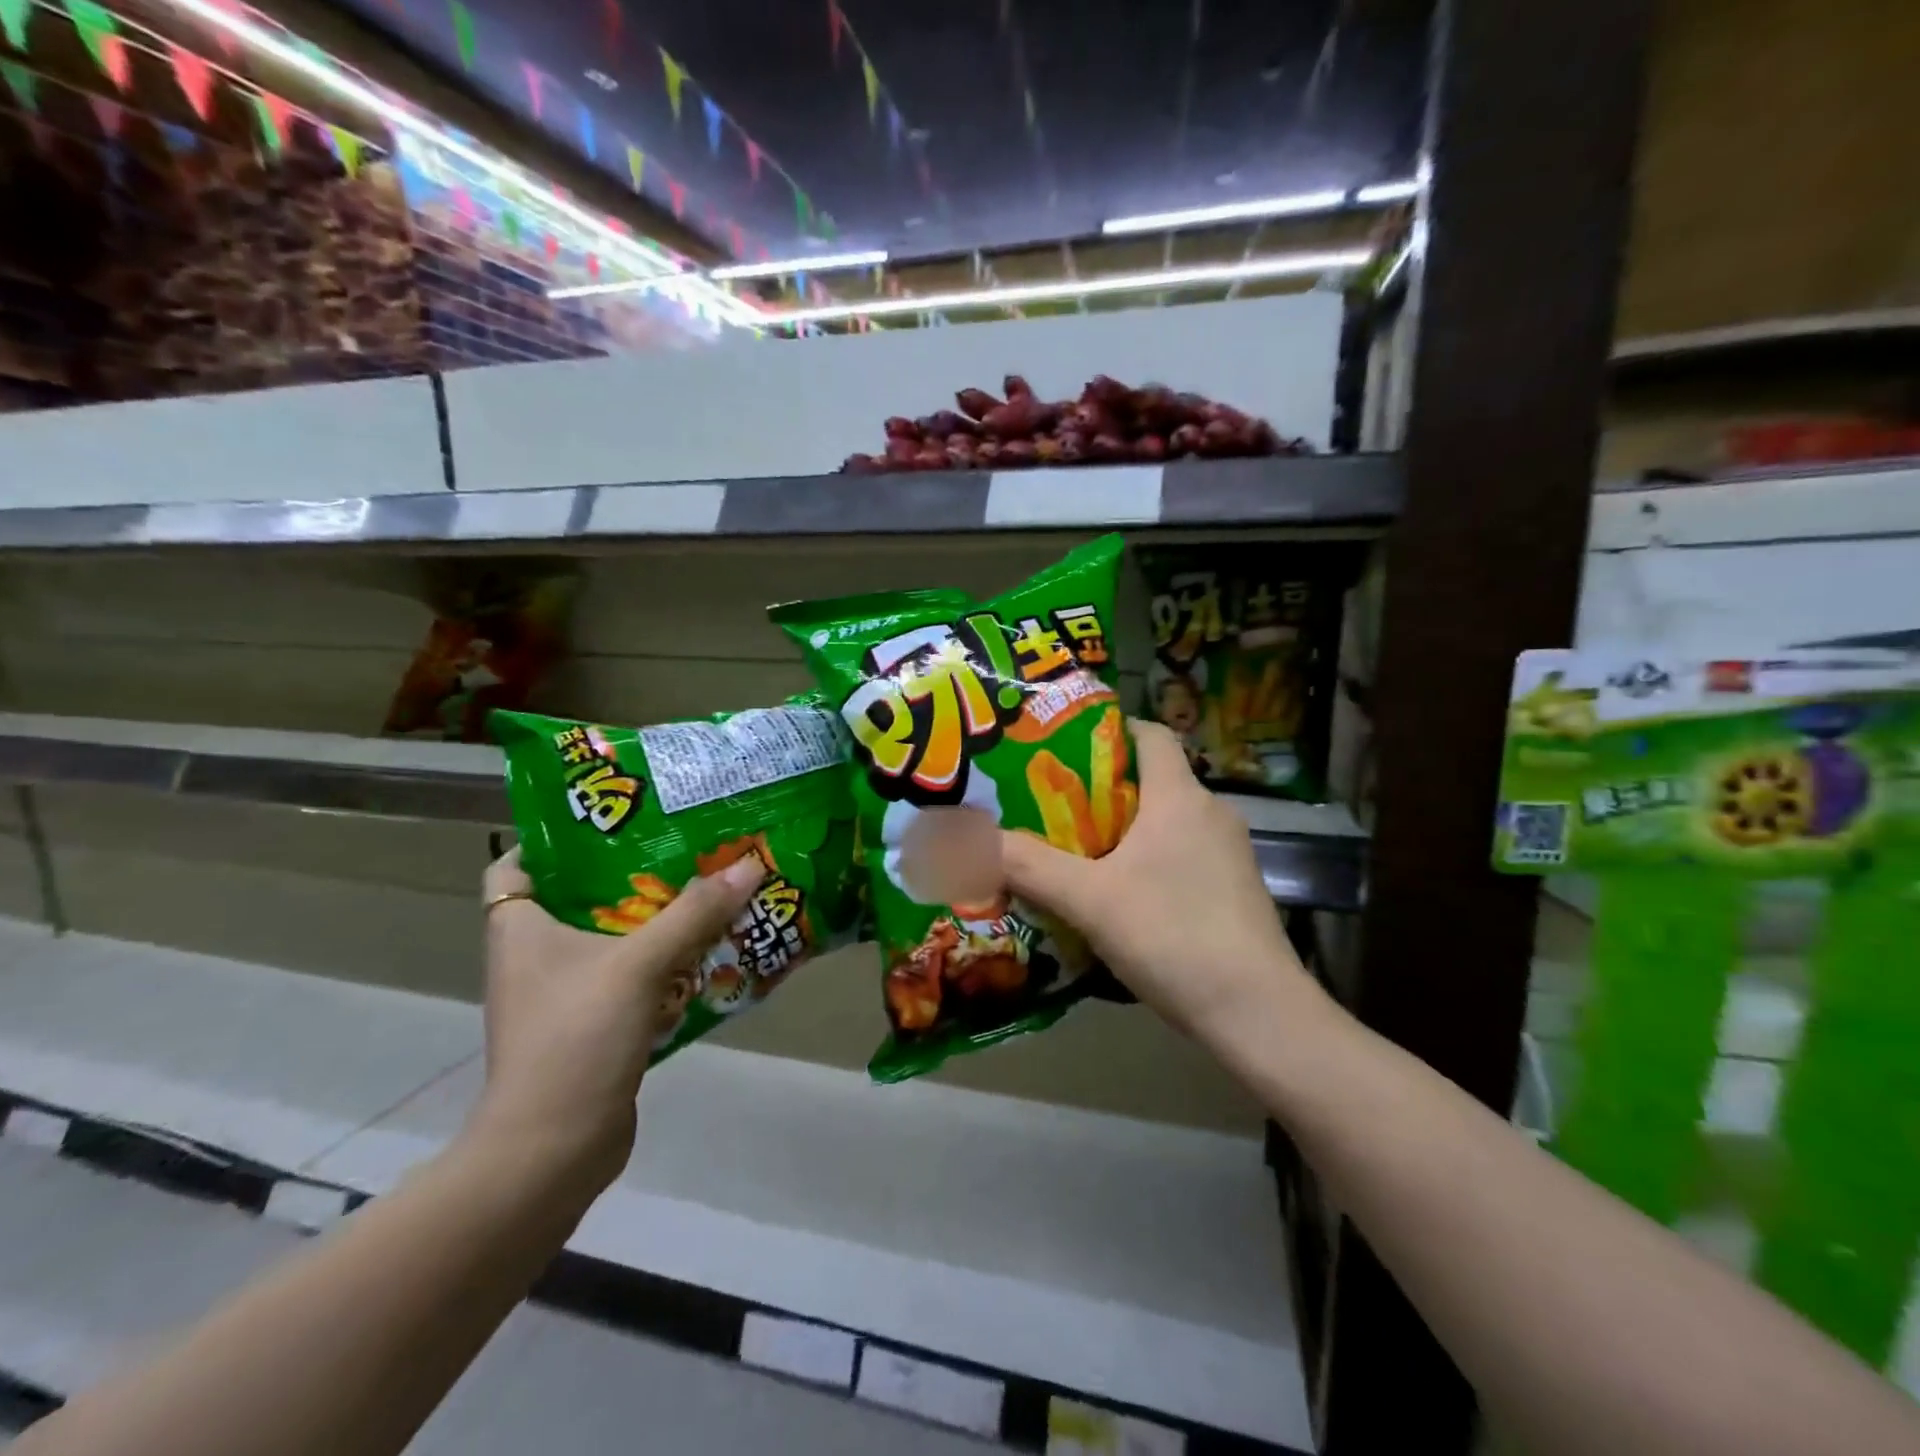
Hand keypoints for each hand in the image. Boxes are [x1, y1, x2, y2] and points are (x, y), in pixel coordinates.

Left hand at [471, 847, 765, 1188]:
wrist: (554, 1150)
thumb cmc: (575, 1038)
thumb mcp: (637, 964)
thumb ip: (694, 913)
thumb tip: (749, 865)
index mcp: (520, 929)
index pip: (518, 864)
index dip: (556, 837)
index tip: (614, 816)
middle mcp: (536, 955)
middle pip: (580, 895)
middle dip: (630, 870)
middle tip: (682, 842)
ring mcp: (565, 992)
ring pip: (612, 936)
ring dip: (655, 916)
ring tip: (706, 884)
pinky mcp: (595, 1022)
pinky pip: (632, 974)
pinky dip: (664, 959)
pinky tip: (708, 946)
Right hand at [1000, 720, 1306, 1042]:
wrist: (1258, 1013)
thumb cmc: (1173, 936)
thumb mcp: (1089, 900)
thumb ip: (1028, 866)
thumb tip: (971, 838)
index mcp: (1181, 797)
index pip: (1151, 734)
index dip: (1110, 729)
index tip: (1066, 746)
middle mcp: (1212, 813)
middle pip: (1153, 779)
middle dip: (1103, 788)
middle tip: (1052, 804)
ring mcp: (1230, 854)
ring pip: (1168, 822)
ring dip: (1125, 829)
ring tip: (1076, 850)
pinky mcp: (1236, 890)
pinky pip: (1183, 855)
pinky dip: (1150, 861)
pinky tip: (1120, 896)